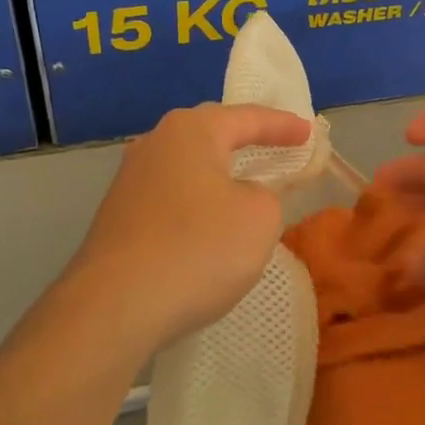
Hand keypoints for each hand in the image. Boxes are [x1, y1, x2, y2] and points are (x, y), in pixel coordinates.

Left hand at [65, 103, 312, 355]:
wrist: (115, 306)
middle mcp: (155, 144)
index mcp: (190, 131)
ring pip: (187, 166)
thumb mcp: (259, 218)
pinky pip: (171, 195)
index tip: (308, 132)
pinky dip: (197, 201)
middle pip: (210, 133)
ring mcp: (130, 180)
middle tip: (276, 145)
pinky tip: (207, 223)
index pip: (247, 118)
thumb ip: (265, 194)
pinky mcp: (118, 216)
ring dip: (218, 172)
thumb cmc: (197, 248)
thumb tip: (242, 195)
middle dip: (245, 139)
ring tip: (244, 183)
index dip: (282, 125)